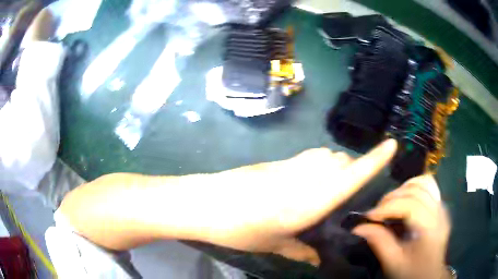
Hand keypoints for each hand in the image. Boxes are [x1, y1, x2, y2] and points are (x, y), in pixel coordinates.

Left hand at [59, 139, 397, 266]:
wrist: (207, 202)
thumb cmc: (241, 228)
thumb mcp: (273, 244)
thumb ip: (298, 251)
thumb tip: (313, 259)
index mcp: (312, 200)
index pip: (353, 175)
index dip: (375, 158)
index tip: (392, 144)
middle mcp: (307, 177)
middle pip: (340, 162)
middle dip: (348, 171)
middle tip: (341, 191)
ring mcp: (291, 166)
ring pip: (324, 157)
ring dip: (330, 168)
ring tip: (320, 189)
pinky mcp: (277, 162)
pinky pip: (306, 158)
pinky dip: (313, 167)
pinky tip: (299, 184)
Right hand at [353, 175, 451, 278]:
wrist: (430, 275)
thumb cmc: (412, 271)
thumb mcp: (394, 262)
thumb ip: (379, 242)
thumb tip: (359, 227)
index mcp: (431, 227)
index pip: (410, 205)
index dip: (387, 207)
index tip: (368, 217)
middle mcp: (439, 212)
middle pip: (416, 190)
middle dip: (392, 198)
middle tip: (377, 213)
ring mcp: (442, 207)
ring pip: (424, 182)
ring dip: (403, 189)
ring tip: (390, 204)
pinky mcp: (440, 206)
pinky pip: (428, 186)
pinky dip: (414, 187)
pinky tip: (405, 199)